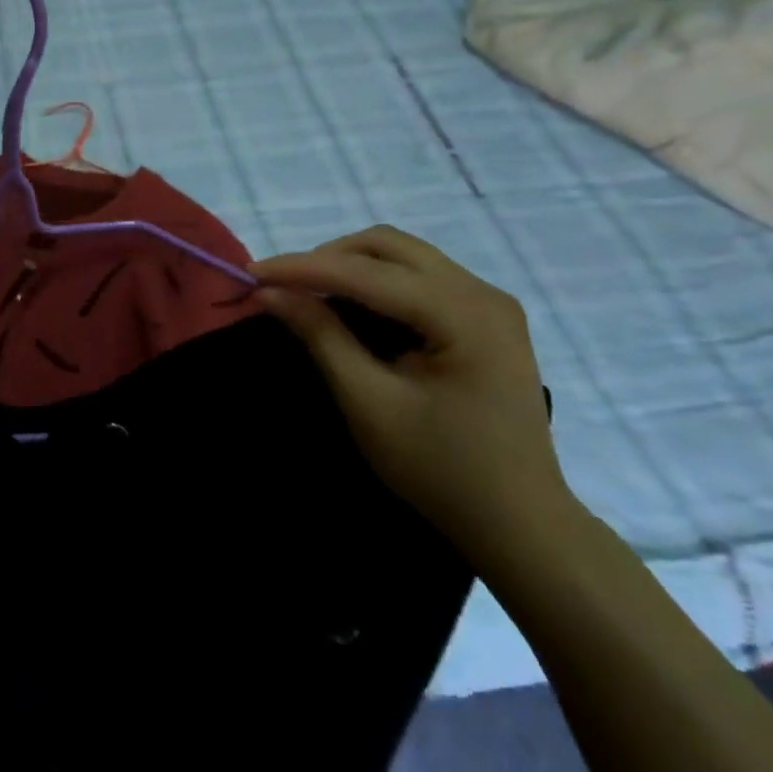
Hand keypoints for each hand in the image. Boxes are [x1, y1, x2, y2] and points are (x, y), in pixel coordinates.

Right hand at [253, 226, 574, 564]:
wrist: (520, 524)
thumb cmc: (441, 469)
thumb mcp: (368, 403)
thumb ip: (320, 336)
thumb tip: (269, 292)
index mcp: (463, 314)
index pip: (366, 273)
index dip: (303, 268)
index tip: (252, 272)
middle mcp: (482, 293)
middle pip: (389, 247)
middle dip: (328, 258)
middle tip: (284, 285)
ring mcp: (489, 303)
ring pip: (404, 256)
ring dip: (351, 266)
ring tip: (310, 293)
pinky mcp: (486, 318)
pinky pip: (420, 277)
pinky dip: (377, 282)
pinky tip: (351, 306)